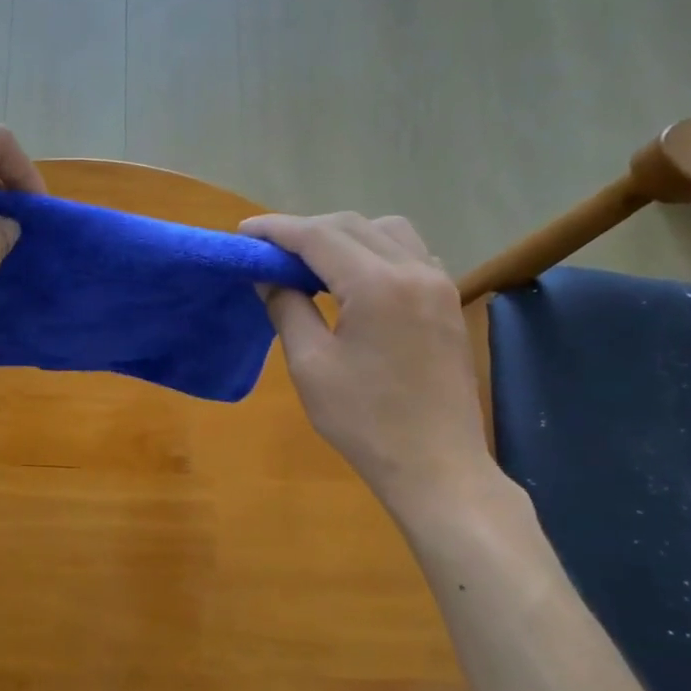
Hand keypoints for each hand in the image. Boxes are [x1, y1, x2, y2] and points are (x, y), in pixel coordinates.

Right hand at [239, 212, 491, 515]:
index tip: (243, 233)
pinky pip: (410, 254)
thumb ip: (287, 308)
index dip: (276, 230)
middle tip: (268, 251)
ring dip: (344, 236)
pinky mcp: (447, 302)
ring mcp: (438, 284)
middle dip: (306, 230)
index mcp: (378, 285)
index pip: (318, 237)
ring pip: (387, 231)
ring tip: (312, 263)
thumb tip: (268, 275)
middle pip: (353, 226)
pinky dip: (376, 251)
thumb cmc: (364, 421)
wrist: (435, 465)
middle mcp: (414, 271)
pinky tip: (356, 280)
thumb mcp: (311, 365)